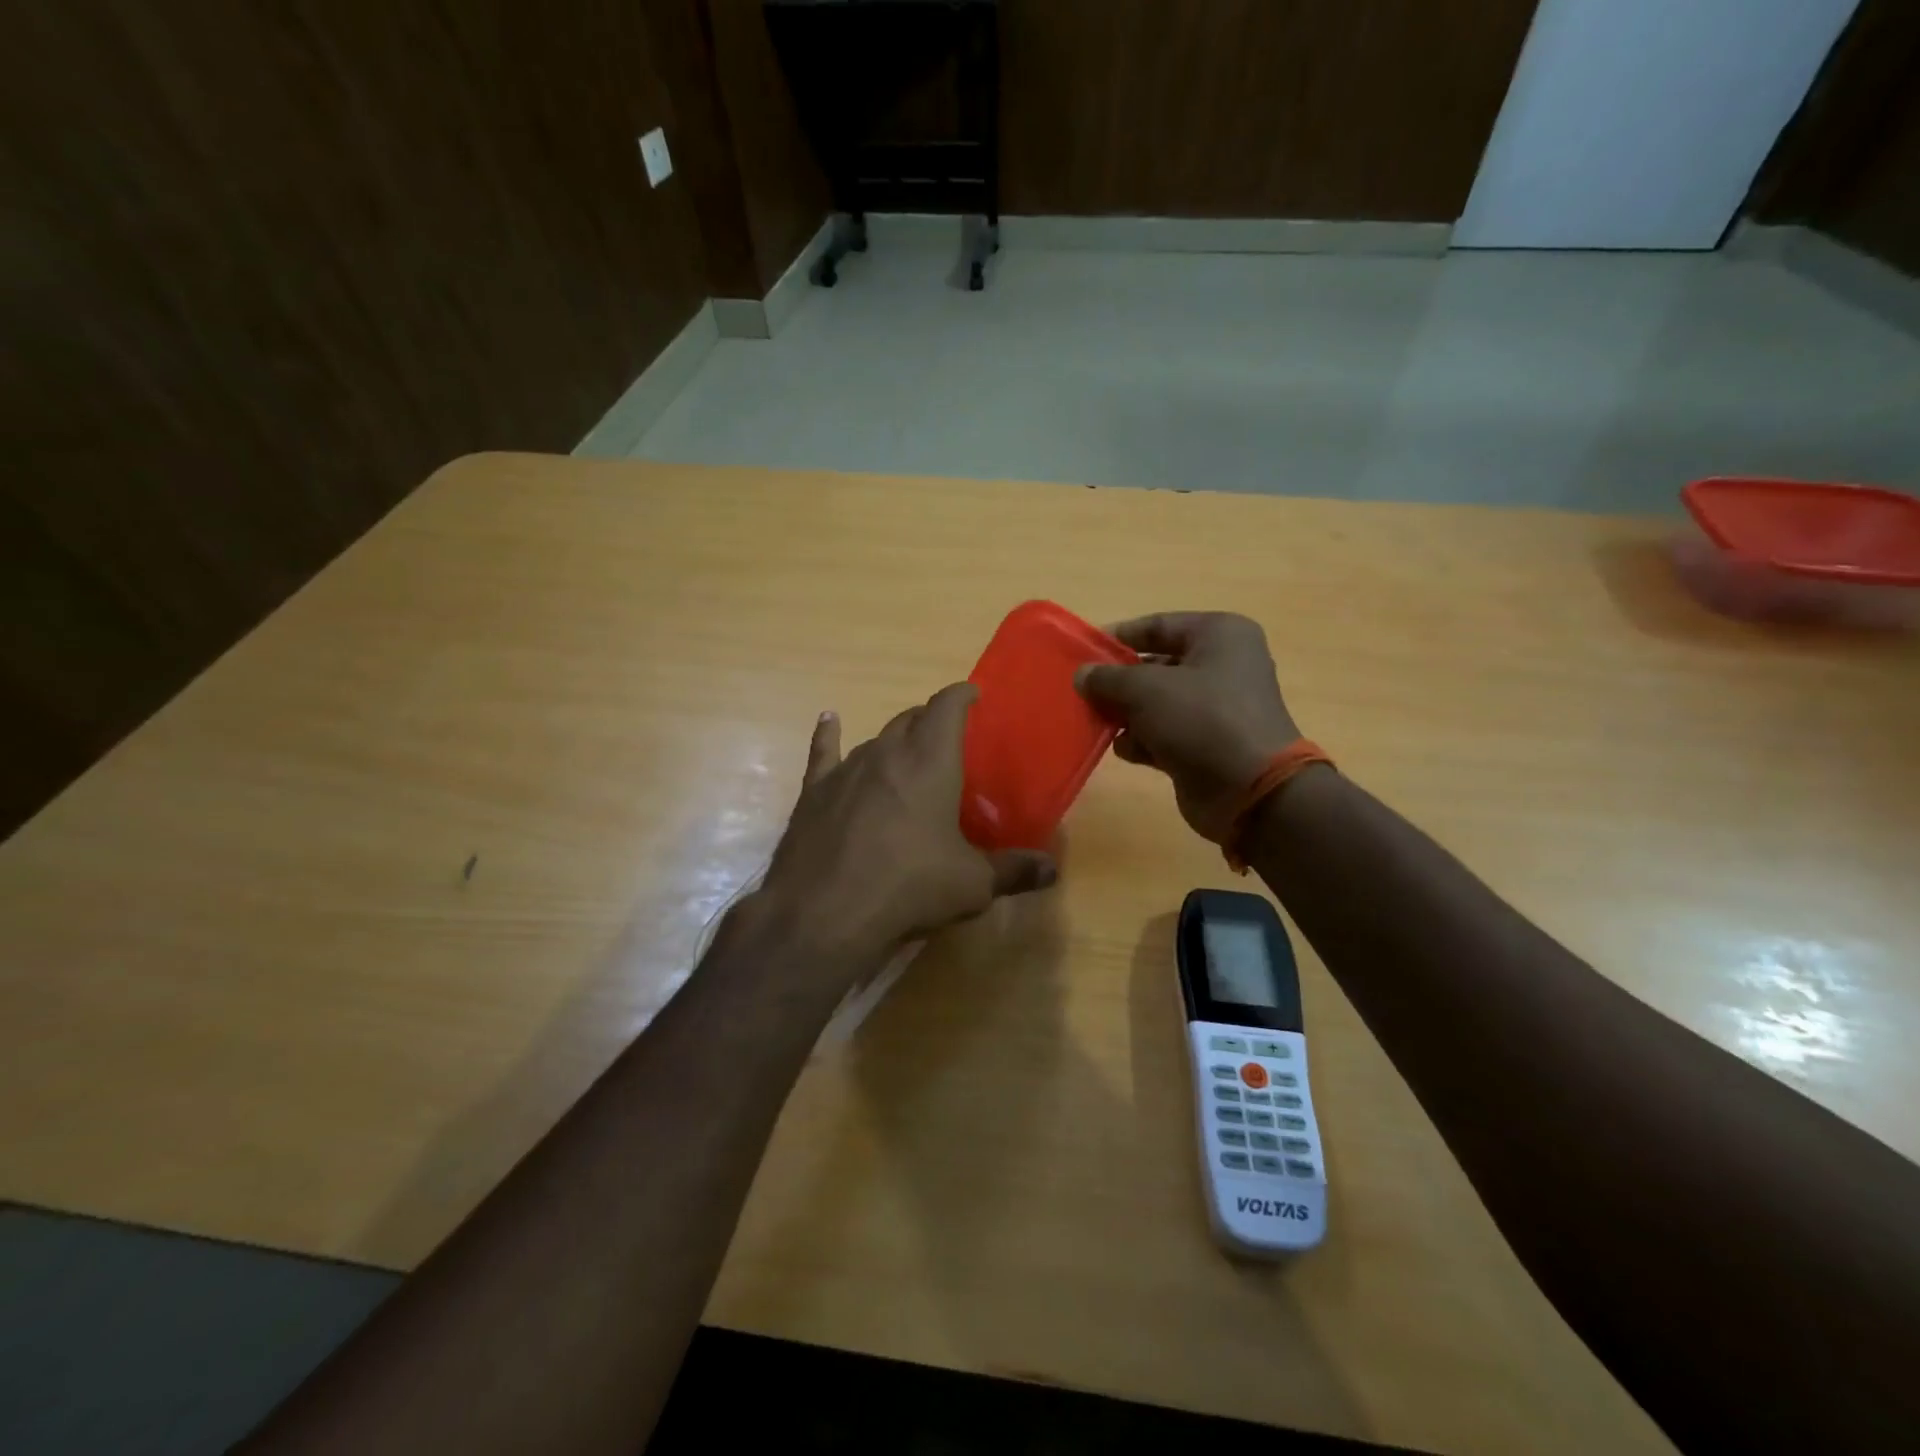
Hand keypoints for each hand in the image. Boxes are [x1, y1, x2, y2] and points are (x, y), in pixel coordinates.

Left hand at [747, 684, 1057, 977]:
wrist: (826, 913)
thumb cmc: (911, 888)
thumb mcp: (973, 884)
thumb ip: (1014, 871)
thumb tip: (1051, 869)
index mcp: (930, 762)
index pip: (947, 707)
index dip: (961, 695)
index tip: (972, 694)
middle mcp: (887, 753)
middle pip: (911, 719)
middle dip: (930, 720)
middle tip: (946, 737)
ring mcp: (847, 769)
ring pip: (875, 738)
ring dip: (895, 740)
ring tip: (906, 751)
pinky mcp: (815, 792)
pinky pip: (824, 752)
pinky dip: (829, 735)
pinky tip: (829, 721)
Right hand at [1075, 612, 1301, 842]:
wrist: (1250, 790)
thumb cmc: (1201, 720)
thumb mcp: (1145, 690)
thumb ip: (1108, 678)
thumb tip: (1082, 675)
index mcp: (1220, 635)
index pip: (1159, 625)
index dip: (1119, 637)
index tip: (1083, 652)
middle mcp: (1223, 665)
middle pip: (1156, 665)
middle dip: (1119, 681)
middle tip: (1083, 692)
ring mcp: (1217, 708)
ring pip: (1158, 702)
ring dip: (1127, 713)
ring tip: (1096, 722)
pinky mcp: (1208, 744)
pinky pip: (1165, 733)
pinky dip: (1143, 740)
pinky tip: (1123, 749)